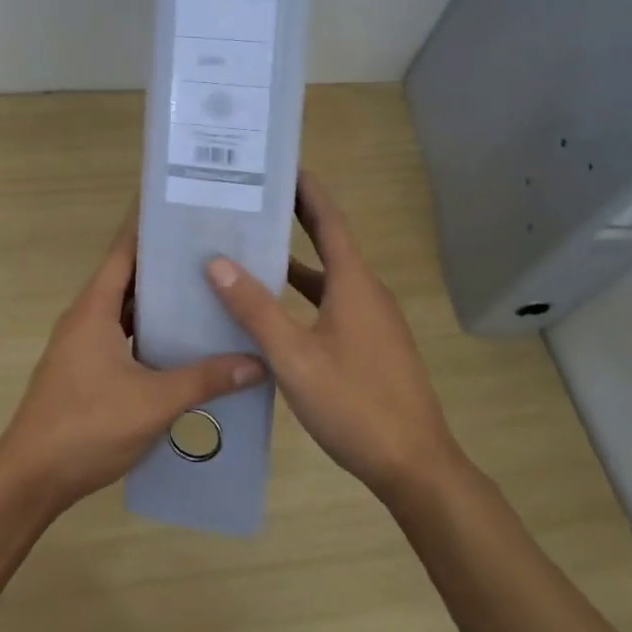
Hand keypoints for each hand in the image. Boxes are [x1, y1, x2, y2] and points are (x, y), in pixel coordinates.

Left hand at [0, 208, 265, 513]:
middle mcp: (85, 317)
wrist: (30, 478)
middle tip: (210, 252)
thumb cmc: (87, 427)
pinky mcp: (84, 370)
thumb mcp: (153, 402)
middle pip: (127, 277)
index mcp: (94, 308)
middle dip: (164, 264)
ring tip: (203, 292)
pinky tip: (179, 344)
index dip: (149, 228)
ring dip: (157, 302)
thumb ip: (205, 379)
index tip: (184, 210)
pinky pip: (121, 336)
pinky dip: (148, 332)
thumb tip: (256, 361)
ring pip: (124, 310)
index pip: (123, 251)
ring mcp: (82, 345)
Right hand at [205, 172, 468, 505]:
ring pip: (330, 277)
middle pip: (330, 242)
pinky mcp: (372, 345)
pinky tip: (276, 310)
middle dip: (297, 217)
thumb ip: (256, 309)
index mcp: (354, 283)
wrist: (415, 466)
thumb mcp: (294, 357)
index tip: (280, 165)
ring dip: (296, 260)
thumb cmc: (354, 404)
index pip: (329, 219)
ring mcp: (373, 320)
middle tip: (255, 198)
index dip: (306, 189)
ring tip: (253, 247)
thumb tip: (216, 262)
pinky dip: (305, 294)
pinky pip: (333, 303)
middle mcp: (367, 292)